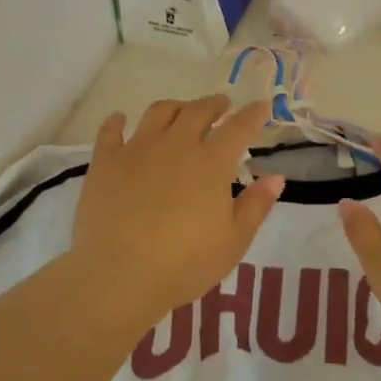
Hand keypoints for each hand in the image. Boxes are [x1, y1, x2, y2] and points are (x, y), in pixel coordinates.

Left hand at [69, 95, 283, 330]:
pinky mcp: (105, 162)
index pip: (238, 128)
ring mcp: (137, 150)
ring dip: (175, 107)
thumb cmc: (185, 263)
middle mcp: (176, 145)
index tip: (261, 106)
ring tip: (181, 110)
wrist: (120, 274)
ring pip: (158, 113)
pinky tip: (120, 119)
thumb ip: (256, 206)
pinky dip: (117, 121)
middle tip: (221, 106)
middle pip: (197, 111)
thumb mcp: (233, 241)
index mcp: (211, 163)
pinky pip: (111, 131)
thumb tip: (276, 177)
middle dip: (213, 105)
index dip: (252, 114)